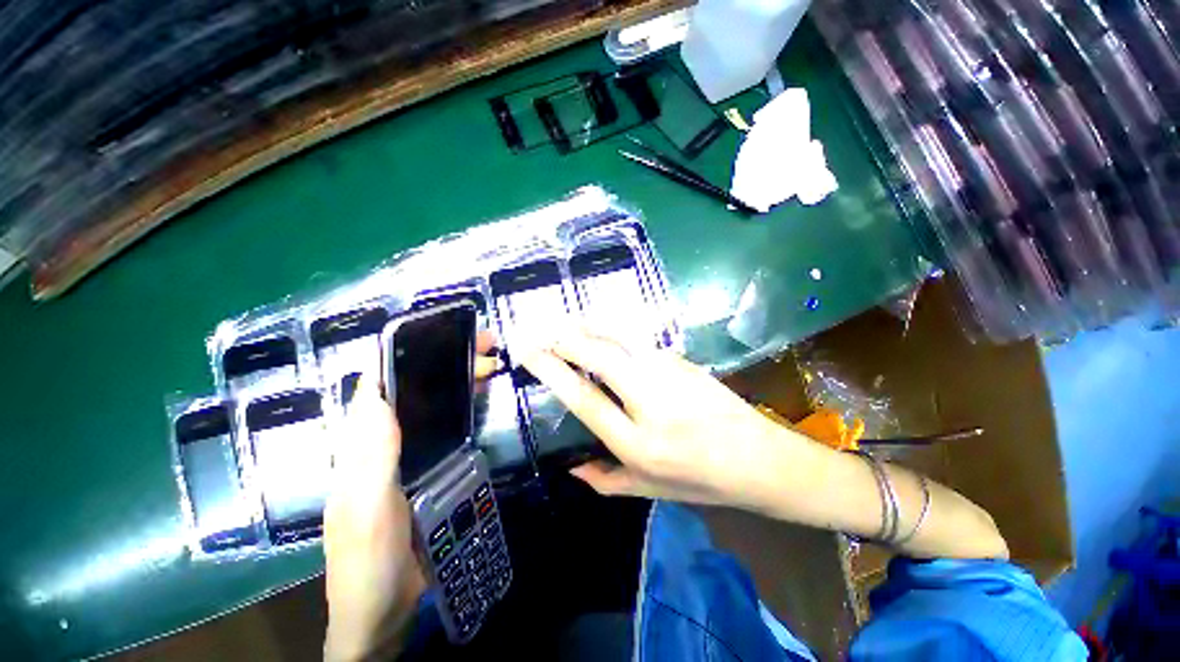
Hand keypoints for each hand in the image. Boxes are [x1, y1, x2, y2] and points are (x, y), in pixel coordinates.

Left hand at [323, 331, 501, 659]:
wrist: (382, 608)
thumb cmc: (366, 559)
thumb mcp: (365, 507)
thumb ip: (369, 454)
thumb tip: (377, 394)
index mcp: (361, 442)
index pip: (378, 382)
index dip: (406, 351)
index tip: (444, 332)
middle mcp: (381, 440)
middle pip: (411, 386)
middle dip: (446, 360)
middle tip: (486, 348)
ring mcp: (405, 454)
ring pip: (430, 403)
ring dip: (458, 379)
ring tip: (491, 365)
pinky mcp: (425, 467)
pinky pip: (444, 426)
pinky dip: (463, 405)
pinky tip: (482, 400)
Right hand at [518, 328, 808, 506]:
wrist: (761, 458)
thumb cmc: (703, 480)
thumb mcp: (650, 490)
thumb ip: (605, 480)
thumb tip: (570, 467)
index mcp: (637, 441)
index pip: (584, 397)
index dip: (552, 371)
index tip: (528, 353)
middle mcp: (649, 400)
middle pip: (599, 357)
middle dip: (565, 339)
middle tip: (540, 331)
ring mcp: (668, 372)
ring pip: (619, 340)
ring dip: (588, 328)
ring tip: (563, 323)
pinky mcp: (680, 359)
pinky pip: (637, 340)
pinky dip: (612, 331)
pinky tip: (600, 331)